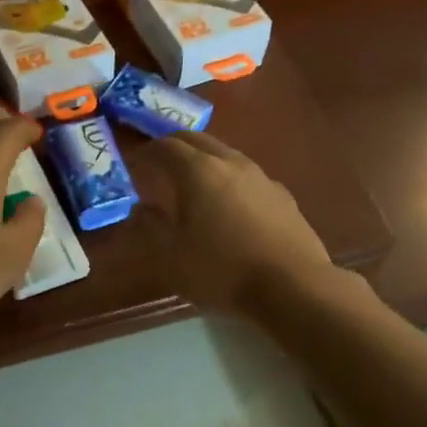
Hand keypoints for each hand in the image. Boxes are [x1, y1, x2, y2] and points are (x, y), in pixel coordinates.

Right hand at [134, 132, 332, 314]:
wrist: (293, 287)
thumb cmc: (222, 270)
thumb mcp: (171, 256)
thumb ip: (150, 227)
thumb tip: (140, 208)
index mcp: (198, 171)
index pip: (165, 146)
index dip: (145, 152)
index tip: (133, 165)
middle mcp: (231, 163)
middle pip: (197, 140)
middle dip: (174, 146)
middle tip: (158, 164)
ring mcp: (261, 177)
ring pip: (225, 154)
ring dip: (203, 160)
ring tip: (192, 183)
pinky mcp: (283, 196)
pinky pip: (247, 176)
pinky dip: (229, 179)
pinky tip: (230, 204)